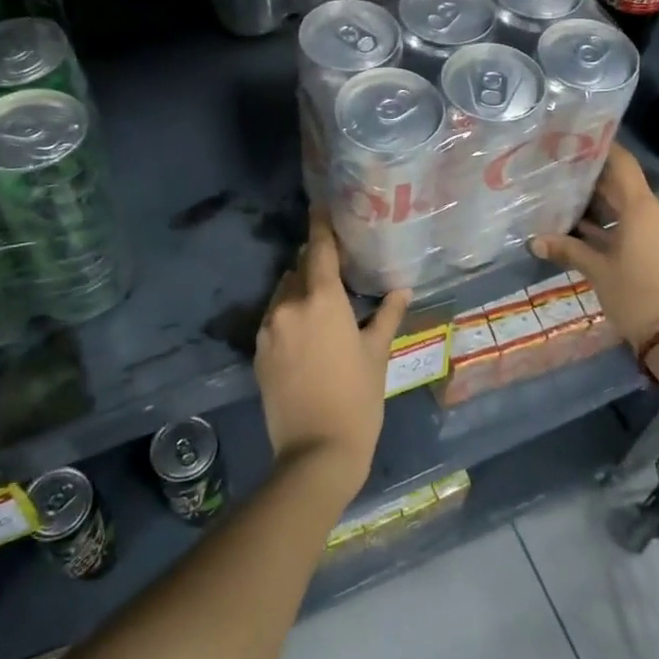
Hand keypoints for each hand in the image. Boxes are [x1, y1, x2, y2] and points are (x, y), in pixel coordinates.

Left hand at [253, 209, 409, 495]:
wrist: (316, 453)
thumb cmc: (358, 399)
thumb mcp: (377, 353)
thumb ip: (387, 315)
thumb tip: (401, 289)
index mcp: (322, 299)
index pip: (319, 248)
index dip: (320, 224)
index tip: (320, 205)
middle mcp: (289, 305)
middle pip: (299, 269)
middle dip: (314, 262)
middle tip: (335, 265)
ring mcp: (268, 329)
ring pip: (283, 293)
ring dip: (299, 289)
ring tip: (321, 301)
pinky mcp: (257, 352)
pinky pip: (273, 318)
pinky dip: (287, 314)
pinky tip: (305, 332)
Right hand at [528, 145, 658, 397]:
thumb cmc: (635, 296)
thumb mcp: (597, 271)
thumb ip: (568, 249)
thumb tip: (534, 241)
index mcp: (645, 208)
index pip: (623, 165)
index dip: (602, 150)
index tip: (578, 140)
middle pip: (625, 187)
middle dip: (594, 184)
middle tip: (562, 175)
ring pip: (631, 209)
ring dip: (604, 209)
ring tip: (569, 204)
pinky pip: (640, 226)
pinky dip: (617, 227)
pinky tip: (588, 232)